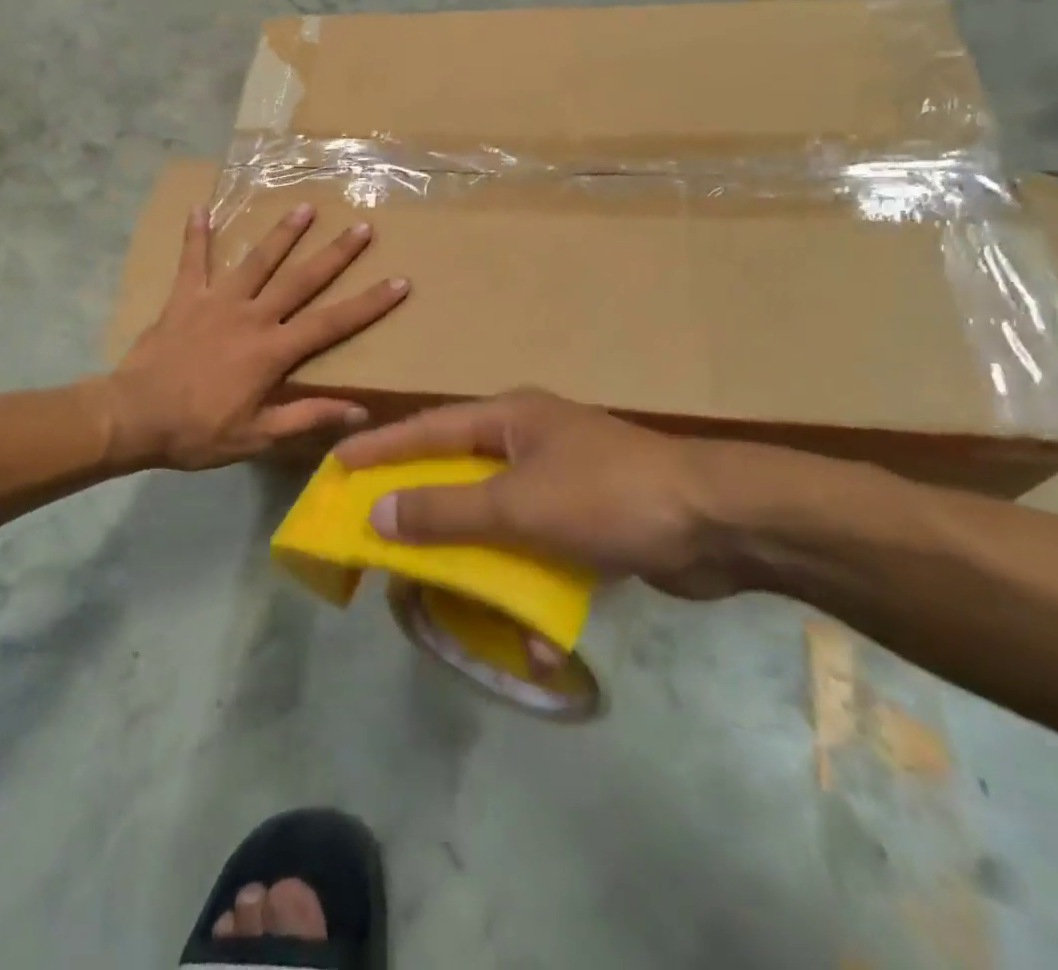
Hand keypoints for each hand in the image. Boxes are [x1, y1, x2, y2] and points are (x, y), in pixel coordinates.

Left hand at [105, 203, 408, 470]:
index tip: (399, 281)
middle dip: (335, 253)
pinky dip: (196, 235)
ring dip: (282, 233)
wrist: (134, 417)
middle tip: (362, 227)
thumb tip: (360, 412)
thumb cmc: (198, 431)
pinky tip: (199, 207)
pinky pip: (192, 261)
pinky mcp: (184, 298)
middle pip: (301, 279)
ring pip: (256, 261)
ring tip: (304, 207)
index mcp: (273, 351)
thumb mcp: (258, 434)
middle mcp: (251, 316)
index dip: (368, 303)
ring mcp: (216, 302)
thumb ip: (308, 416)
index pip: (332, 323)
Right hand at [336, 389, 750, 598]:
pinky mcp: (587, 521)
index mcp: (509, 419)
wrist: (720, 524)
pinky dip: (529, 585)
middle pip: (458, 473)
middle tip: (377, 532)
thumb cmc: (608, 496)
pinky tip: (535, 638)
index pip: (428, 429)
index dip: (381, 448)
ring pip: (495, 517)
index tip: (337, 464)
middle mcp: (528, 442)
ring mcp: (559, 481)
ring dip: (475, 557)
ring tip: (440, 590)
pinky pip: (537, 550)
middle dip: (422, 508)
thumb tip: (377, 512)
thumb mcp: (517, 504)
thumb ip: (446, 510)